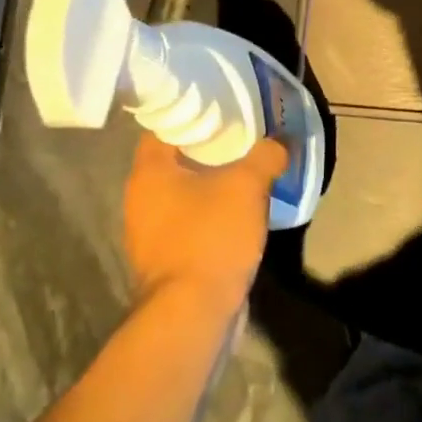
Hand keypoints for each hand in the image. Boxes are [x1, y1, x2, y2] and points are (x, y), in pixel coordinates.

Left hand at [122, 133, 288, 316]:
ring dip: (212, 183)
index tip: (223, 108)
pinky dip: (212, 213)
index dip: (193, 115)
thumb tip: (280, 141)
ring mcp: (151, 233)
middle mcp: (141, 199)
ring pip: (185, 193)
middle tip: (243, 137)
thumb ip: (265, 156)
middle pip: (175, 160)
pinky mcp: (168, 258)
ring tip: (248, 171)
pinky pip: (191, 222)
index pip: (164, 127)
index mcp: (149, 173)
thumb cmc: (210, 237)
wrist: (193, 313)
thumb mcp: (247, 186)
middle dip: (208, 149)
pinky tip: (241, 212)